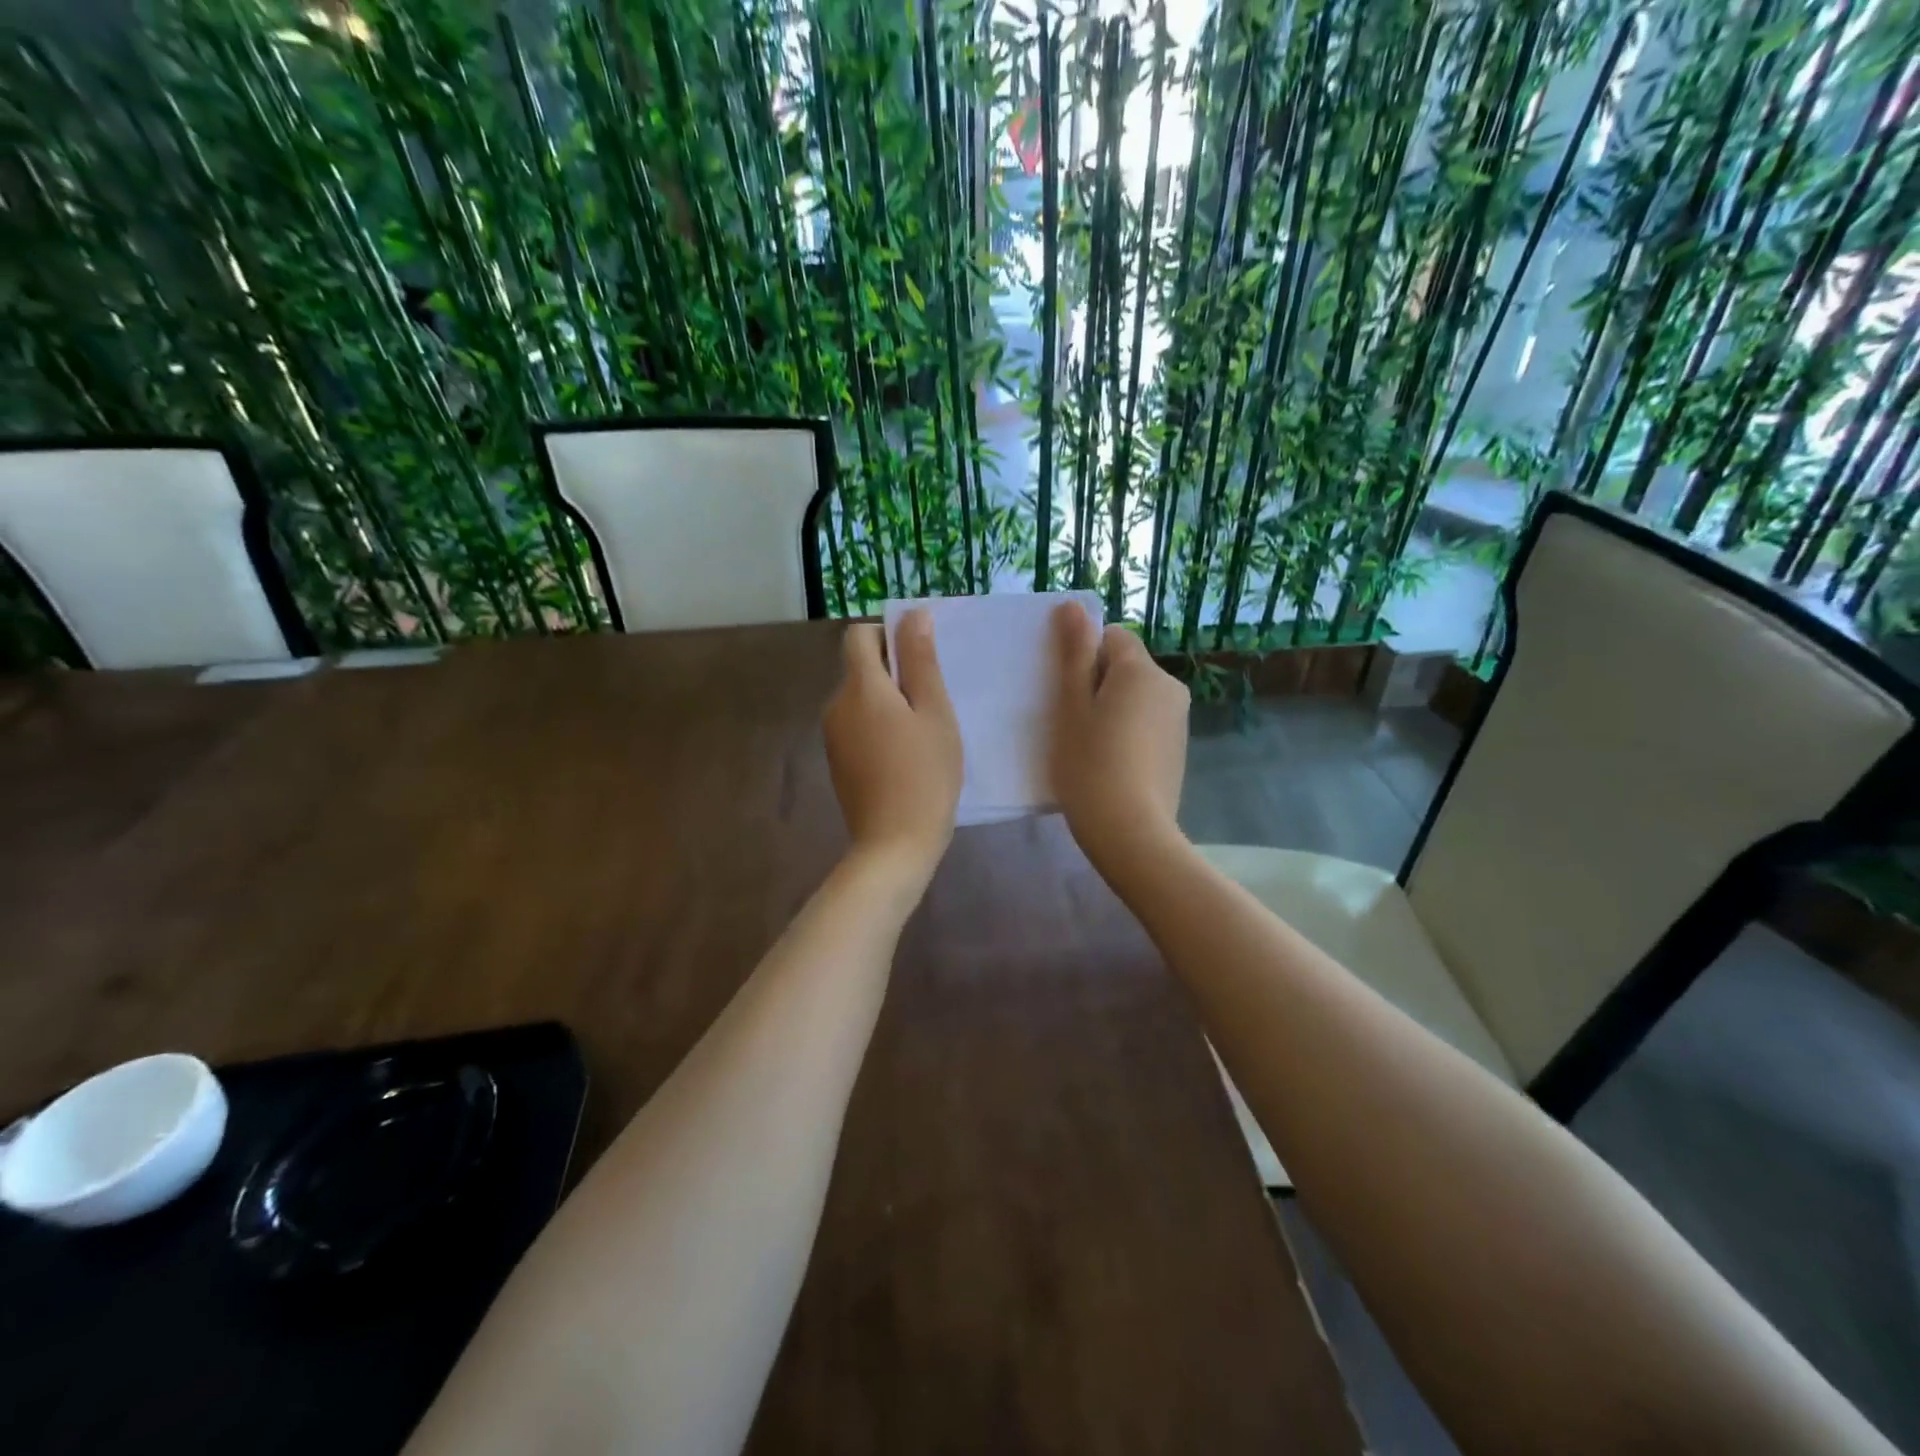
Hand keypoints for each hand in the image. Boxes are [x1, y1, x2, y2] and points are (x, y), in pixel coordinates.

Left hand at [824, 612, 962, 882]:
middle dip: (894, 673)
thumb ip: (921, 661)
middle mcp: (836, 706)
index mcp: (859, 688)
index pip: (859, 636)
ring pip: (860, 699)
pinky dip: (879, 728)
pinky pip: (857, 726)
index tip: (920, 661)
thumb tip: (913, 614)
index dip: (889, 636)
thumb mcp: (934, 712)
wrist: (894, 844)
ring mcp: (832, 737)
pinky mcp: (838, 762)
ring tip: (923, 732)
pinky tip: (905, 756)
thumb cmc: (925, 775)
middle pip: (860, 668)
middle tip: (933, 702)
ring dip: (888, 703)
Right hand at [1049, 604, 1189, 879]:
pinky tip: (1110, 765)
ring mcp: (1178, 720)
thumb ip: (1074, 653)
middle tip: (1070, 722)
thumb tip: (1074, 605)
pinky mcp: (1178, 750)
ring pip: (1135, 697)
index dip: (1083, 657)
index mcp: (1142, 670)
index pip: (1111, 637)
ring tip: (1088, 748)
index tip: (1065, 692)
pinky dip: (1127, 734)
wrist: (1131, 833)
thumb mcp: (1071, 706)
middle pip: (1125, 667)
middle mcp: (1170, 687)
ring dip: (1111, 710)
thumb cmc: (1090, 765)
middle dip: (1097, 684)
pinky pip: (1146, 724)